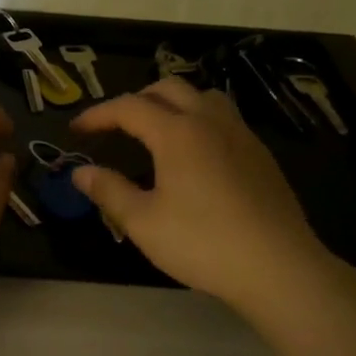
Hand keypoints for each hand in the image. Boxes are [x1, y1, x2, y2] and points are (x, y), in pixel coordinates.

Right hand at [71, 78, 332, 305]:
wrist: (278, 267)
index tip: (76, 130)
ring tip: (156, 130)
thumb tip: (81, 172)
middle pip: (168, 89)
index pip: (129, 107)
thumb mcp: (143, 222)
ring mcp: (241, 135)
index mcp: (177, 133)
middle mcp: (210, 122)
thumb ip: (109, 191)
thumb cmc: (202, 243)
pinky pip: (224, 118)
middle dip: (135, 100)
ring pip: (203, 97)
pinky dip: (198, 120)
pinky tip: (195, 154)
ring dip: (172, 103)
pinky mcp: (261, 155)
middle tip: (114, 125)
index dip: (98, 114)